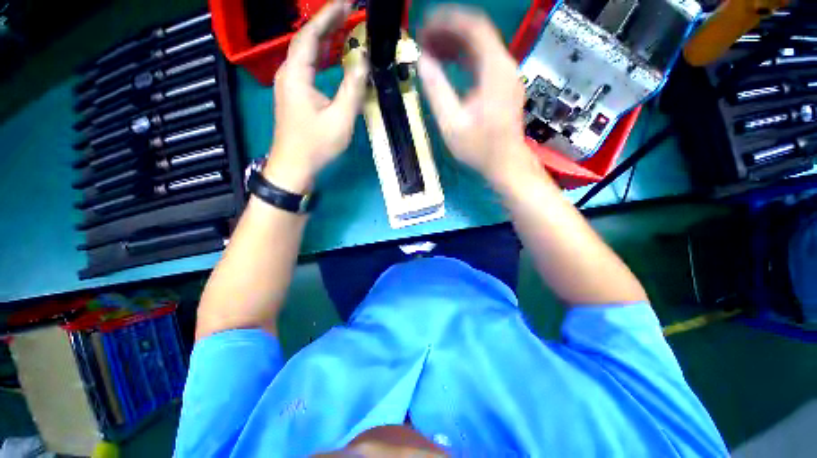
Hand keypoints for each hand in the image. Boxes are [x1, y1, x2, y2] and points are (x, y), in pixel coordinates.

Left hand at [265, 0, 368, 192]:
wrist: (294, 166)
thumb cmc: (317, 145)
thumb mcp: (341, 118)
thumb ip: (353, 88)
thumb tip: (363, 59)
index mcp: (296, 74)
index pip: (311, 34)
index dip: (329, 15)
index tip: (347, 2)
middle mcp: (289, 73)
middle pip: (307, 40)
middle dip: (328, 23)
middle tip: (351, 12)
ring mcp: (289, 84)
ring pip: (307, 53)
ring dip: (326, 40)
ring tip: (347, 29)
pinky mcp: (294, 95)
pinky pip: (308, 67)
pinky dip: (323, 57)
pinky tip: (336, 58)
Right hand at [417, 6, 532, 185]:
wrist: (504, 163)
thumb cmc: (479, 148)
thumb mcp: (452, 123)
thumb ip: (436, 90)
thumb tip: (422, 62)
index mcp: (495, 70)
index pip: (473, 27)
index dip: (447, 21)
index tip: (424, 27)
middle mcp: (504, 66)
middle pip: (476, 33)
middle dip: (447, 32)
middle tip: (422, 39)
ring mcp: (505, 75)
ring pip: (478, 47)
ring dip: (453, 45)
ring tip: (429, 50)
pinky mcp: (502, 85)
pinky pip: (481, 62)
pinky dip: (462, 59)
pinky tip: (445, 64)